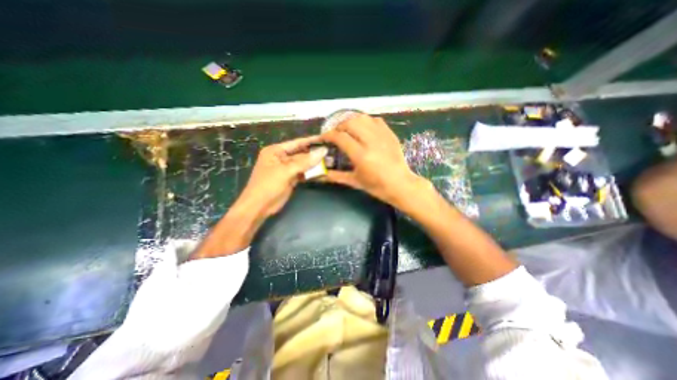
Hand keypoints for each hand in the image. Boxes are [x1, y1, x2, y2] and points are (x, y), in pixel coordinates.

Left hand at [239, 134, 328, 216]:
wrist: (259, 207)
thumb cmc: (268, 185)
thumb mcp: (286, 171)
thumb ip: (305, 162)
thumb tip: (323, 151)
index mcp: (276, 151)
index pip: (296, 143)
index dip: (310, 141)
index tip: (325, 138)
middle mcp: (281, 158)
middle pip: (301, 154)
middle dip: (315, 154)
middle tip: (331, 152)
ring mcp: (286, 169)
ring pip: (303, 164)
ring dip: (314, 164)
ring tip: (330, 161)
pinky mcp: (290, 179)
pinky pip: (303, 173)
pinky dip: (311, 173)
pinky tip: (322, 172)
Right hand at [321, 114, 424, 205]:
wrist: (400, 184)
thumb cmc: (377, 186)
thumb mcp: (355, 182)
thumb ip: (336, 176)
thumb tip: (321, 174)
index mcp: (361, 155)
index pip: (340, 137)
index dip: (329, 135)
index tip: (323, 137)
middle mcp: (371, 141)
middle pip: (350, 123)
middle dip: (339, 126)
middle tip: (336, 134)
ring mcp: (382, 136)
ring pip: (363, 118)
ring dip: (351, 121)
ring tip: (348, 129)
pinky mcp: (390, 134)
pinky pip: (376, 120)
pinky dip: (366, 121)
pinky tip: (363, 129)